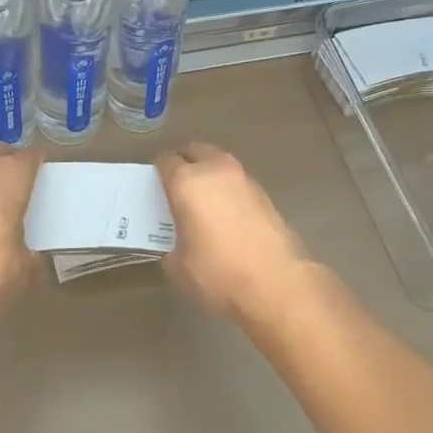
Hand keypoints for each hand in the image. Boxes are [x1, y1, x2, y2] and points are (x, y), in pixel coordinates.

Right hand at [157, 143, 311, 326]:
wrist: (276, 283)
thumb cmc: (219, 273)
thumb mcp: (180, 267)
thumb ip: (172, 246)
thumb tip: (179, 244)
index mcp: (187, 181)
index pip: (165, 160)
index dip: (158, 171)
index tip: (156, 187)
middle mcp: (214, 169)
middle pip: (194, 150)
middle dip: (184, 162)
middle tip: (178, 187)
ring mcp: (242, 177)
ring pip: (218, 161)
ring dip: (208, 172)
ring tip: (204, 200)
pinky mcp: (263, 191)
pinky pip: (236, 180)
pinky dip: (228, 188)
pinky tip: (228, 214)